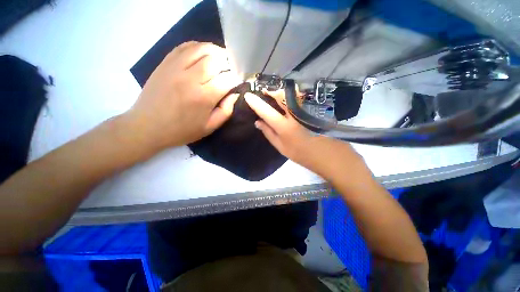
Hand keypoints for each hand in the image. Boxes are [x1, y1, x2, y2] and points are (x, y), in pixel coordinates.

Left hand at [125, 41, 240, 153]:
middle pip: (216, 59)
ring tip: (220, 59)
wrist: (147, 126)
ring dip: (215, 51)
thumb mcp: (210, 127)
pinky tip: (203, 54)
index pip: (227, 79)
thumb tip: (234, 94)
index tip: (237, 82)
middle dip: (228, 63)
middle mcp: (191, 78)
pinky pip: (184, 46)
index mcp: (204, 97)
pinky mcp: (165, 63)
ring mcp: (176, 67)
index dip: (236, 79)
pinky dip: (197, 47)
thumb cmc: (182, 130)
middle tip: (230, 70)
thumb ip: (226, 111)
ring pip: (201, 48)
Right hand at [244, 90, 360, 177]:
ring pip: (292, 94)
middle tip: (264, 92)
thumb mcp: (282, 148)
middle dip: (270, 91)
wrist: (330, 156)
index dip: (256, 102)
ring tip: (276, 95)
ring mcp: (307, 110)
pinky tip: (290, 101)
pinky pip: (301, 98)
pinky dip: (292, 96)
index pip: (266, 111)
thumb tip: (258, 122)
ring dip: (282, 92)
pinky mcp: (316, 108)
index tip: (248, 95)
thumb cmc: (303, 155)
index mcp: (285, 127)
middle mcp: (295, 115)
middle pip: (281, 96)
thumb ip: (269, 134)